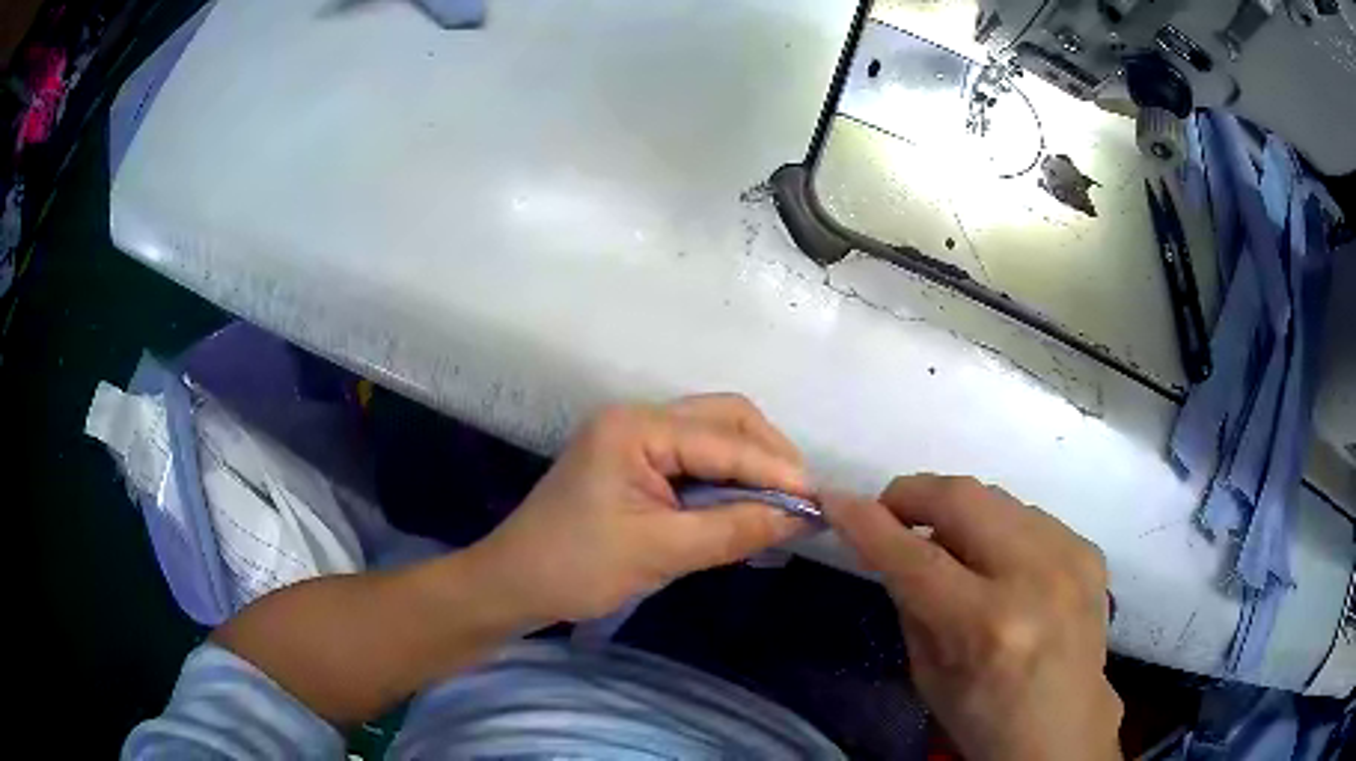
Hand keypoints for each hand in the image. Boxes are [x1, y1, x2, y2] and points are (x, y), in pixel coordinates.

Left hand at [474, 395, 811, 622]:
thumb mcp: (660, 552)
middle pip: (724, 419)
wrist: (513, 584)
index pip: (724, 440)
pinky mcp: (634, 461)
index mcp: (635, 428)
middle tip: (801, 500)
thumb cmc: (576, 568)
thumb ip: (735, 530)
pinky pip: (695, 457)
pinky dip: (726, 479)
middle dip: (768, 456)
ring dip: (750, 466)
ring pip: (713, 436)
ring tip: (781, 505)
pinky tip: (746, 506)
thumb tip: (802, 517)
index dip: (776, 470)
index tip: (820, 502)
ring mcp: (633, 436)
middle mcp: (637, 417)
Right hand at [826, 475, 1122, 760]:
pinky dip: (998, 530)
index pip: (915, 556)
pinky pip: (1028, 517)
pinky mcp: (1089, 550)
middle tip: (891, 515)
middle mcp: (1036, 578)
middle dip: (913, 494)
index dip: (868, 522)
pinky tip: (997, 563)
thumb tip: (890, 544)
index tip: (835, 499)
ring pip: (996, 498)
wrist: (1063, 729)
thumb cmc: (982, 717)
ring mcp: (1071, 557)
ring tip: (947, 545)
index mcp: (987, 626)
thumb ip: (909, 601)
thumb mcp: (926, 674)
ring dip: (958, 513)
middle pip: (963, 498)